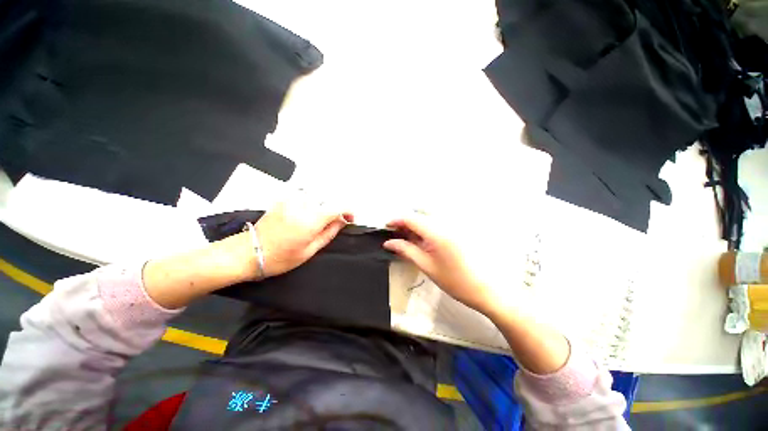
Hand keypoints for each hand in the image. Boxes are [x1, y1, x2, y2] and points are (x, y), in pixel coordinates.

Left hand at [254, 197, 352, 278]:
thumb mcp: (310, 250)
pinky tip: (308, 210)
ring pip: (317, 193)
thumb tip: (342, 221)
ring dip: (324, 202)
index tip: (351, 218)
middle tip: (337, 219)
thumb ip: (329, 233)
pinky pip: (303, 193)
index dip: (349, 211)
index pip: (338, 207)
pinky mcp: (283, 199)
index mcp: (311, 221)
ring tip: (322, 216)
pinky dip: (311, 200)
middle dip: (336, 207)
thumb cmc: (279, 257)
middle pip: (328, 197)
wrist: (249, 252)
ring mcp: (291, 200)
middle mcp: (302, 206)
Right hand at [383, 213, 503, 315]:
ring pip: (428, 217)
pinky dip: (426, 227)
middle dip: (405, 222)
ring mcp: (454, 224)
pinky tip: (424, 239)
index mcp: (437, 232)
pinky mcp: (459, 228)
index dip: (397, 220)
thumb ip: (407, 251)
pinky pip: (438, 222)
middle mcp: (446, 223)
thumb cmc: (455, 281)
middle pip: (420, 215)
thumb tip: (389, 243)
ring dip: (416, 224)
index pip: (411, 218)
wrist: (486, 289)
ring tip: (409, 238)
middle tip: (397, 235)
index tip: (386, 227)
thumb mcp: (427, 266)